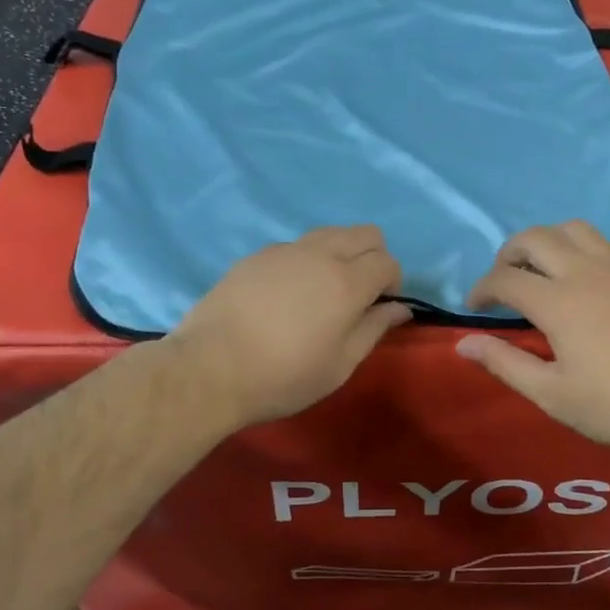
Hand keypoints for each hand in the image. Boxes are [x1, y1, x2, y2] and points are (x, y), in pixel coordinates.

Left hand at [170, 226, 412, 426]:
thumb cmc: (283, 376)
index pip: (388, 261)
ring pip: (330, 233)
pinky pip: (296, 246)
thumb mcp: (340, 365)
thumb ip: (374, 329)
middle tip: (359, 294)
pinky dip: (307, 260)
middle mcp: (320, 254)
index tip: (379, 308)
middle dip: (374, 257)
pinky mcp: (256, 256)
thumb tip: (399, 308)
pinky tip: (288, 295)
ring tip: (324, 291)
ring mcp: (285, 250)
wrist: (209, 368)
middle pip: (365, 233)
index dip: (393, 283)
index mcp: (347, 282)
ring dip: (341, 253)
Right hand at [456, 221, 609, 458]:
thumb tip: (463, 343)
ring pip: (572, 228)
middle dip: (508, 254)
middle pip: (534, 238)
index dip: (482, 289)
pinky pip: (604, 242)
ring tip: (540, 268)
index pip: (505, 278)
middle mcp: (585, 272)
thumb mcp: (552, 394)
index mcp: (558, 302)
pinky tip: (584, 276)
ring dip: (546, 241)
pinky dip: (581, 247)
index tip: (473, 306)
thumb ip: (505, 363)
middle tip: (503, 281)